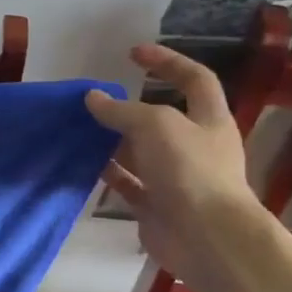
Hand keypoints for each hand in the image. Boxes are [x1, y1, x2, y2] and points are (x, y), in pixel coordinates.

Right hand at [85, 44, 258, 280]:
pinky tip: (85, 163)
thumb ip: (122, 110)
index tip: (134, 53)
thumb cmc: (189, 171)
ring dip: (114, 141)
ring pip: (141, 152)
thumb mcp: (155, 125)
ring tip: (82, 129)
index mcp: (209, 120)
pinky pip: (128, 183)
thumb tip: (93, 98)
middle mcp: (195, 146)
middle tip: (97, 100)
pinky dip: (109, 173)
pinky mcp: (156, 205)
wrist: (206, 238)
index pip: (194, 78)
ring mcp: (175, 178)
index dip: (167, 61)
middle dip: (130, 107)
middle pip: (162, 118)